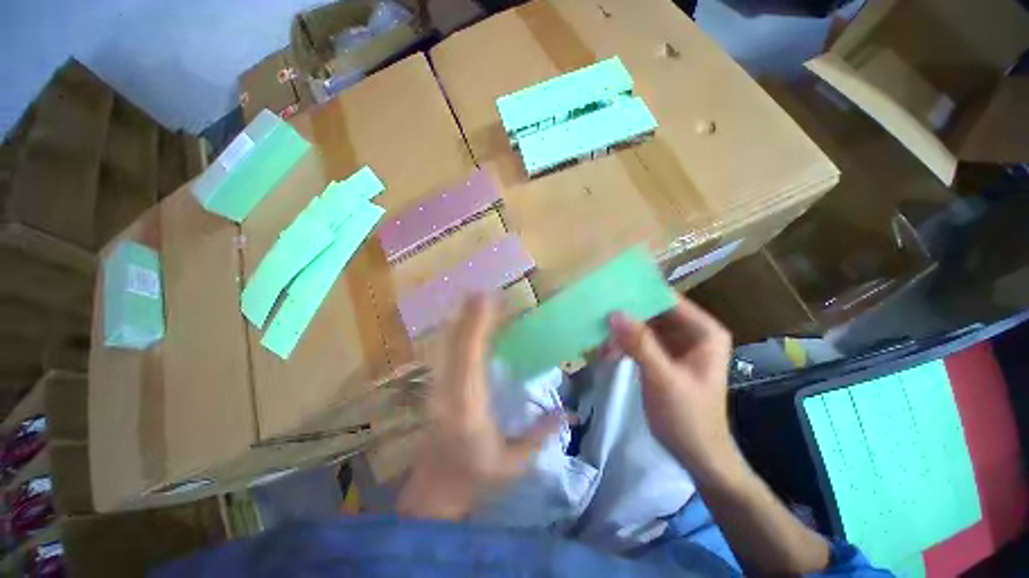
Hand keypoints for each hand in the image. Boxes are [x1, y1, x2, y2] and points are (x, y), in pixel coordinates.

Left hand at [397, 295, 559, 519]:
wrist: (433, 490)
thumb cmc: (474, 478)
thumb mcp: (512, 465)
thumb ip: (538, 436)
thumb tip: (568, 412)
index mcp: (467, 407)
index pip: (470, 358)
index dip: (478, 325)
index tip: (490, 301)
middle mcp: (447, 391)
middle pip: (455, 344)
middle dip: (470, 315)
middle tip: (486, 292)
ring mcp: (436, 387)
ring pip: (446, 344)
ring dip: (462, 319)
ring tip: (477, 299)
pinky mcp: (435, 386)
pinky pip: (445, 351)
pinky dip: (456, 331)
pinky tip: (465, 320)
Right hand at [607, 296, 735, 478]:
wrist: (697, 455)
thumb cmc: (688, 417)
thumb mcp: (663, 378)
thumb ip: (640, 344)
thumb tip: (614, 313)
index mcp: (703, 331)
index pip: (668, 300)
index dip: (640, 293)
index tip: (610, 290)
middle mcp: (691, 332)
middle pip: (653, 311)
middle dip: (626, 314)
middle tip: (597, 311)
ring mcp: (676, 344)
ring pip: (644, 325)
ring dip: (621, 330)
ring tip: (597, 333)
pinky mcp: (663, 356)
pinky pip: (640, 341)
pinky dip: (623, 344)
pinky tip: (606, 350)